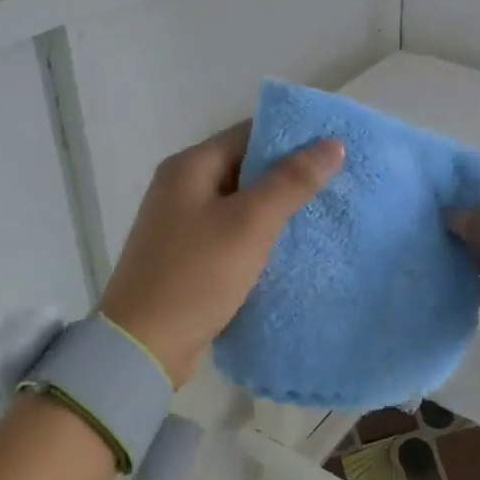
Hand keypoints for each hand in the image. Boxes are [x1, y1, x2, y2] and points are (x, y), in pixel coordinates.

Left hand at [99, 122, 343, 387]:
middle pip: (244, 165)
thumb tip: (332, 143)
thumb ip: (291, 182)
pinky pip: (231, 230)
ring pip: (240, 201)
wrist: (143, 347)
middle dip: (288, 173)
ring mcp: (182, 222)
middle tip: (336, 182)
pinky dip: (259, 233)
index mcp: (190, 167)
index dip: (291, 137)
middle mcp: (182, 186)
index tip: (333, 148)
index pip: (248, 133)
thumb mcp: (249, 224)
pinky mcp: (187, 254)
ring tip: (322, 211)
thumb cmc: (196, 275)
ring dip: (276, 206)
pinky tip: (289, 245)